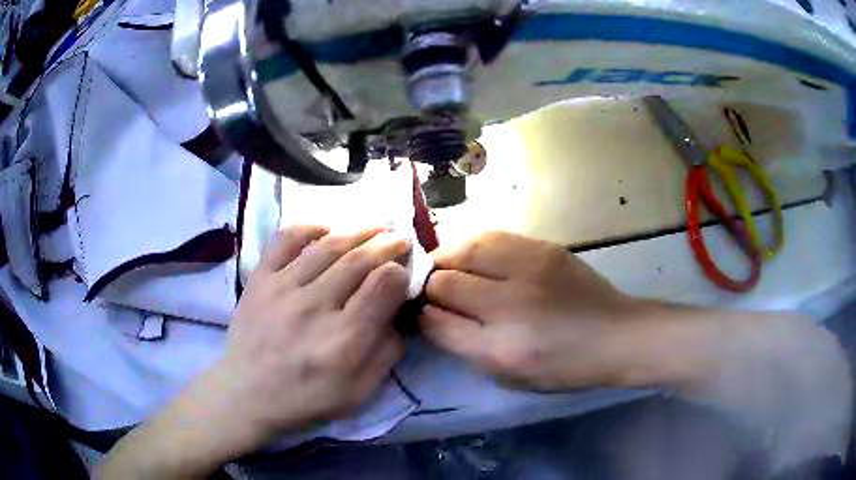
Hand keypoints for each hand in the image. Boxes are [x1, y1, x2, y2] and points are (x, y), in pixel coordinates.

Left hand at [218, 225, 411, 443]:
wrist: (248, 394)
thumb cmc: (307, 397)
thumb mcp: (360, 391)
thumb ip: (387, 352)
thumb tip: (399, 313)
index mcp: (343, 339)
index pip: (383, 285)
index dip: (400, 273)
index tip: (403, 272)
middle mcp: (314, 307)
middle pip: (359, 259)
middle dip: (387, 245)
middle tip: (400, 239)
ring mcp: (282, 288)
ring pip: (328, 245)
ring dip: (358, 231)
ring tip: (375, 228)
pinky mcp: (259, 279)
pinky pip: (285, 239)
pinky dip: (309, 227)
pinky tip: (327, 230)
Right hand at [419, 231, 644, 390]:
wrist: (615, 335)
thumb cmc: (563, 367)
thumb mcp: (509, 375)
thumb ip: (466, 347)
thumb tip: (434, 316)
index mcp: (501, 348)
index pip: (437, 322)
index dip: (421, 315)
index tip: (420, 312)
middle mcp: (510, 305)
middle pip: (445, 282)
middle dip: (428, 286)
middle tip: (429, 289)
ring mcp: (528, 269)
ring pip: (464, 249)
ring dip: (446, 258)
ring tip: (444, 265)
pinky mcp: (543, 248)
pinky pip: (492, 236)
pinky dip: (472, 245)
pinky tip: (472, 254)